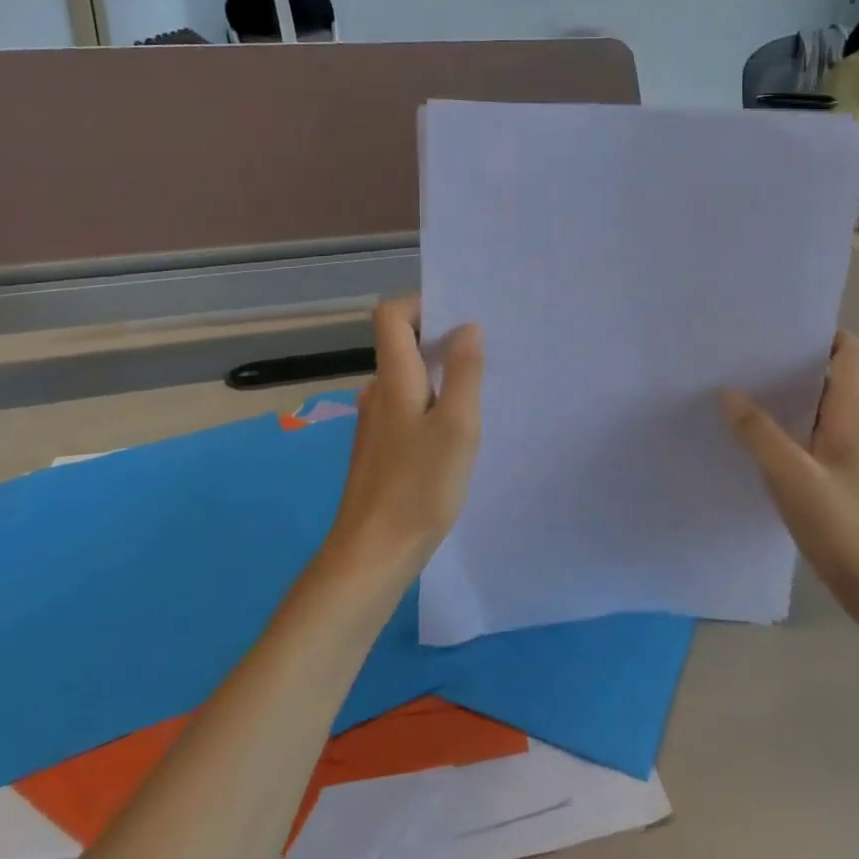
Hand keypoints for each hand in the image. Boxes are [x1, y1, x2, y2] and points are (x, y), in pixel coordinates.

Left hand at [324, 297, 483, 580]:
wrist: (373, 553)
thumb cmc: (419, 486)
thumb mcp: (457, 425)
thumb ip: (464, 372)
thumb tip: (467, 328)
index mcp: (393, 379)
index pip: (391, 315)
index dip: (421, 304)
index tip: (460, 316)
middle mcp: (378, 392)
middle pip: (401, 344)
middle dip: (440, 338)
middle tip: (484, 352)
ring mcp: (375, 422)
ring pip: (407, 378)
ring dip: (438, 373)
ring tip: (478, 390)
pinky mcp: (379, 448)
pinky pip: (406, 406)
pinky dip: (431, 402)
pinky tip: (456, 431)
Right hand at [721, 334, 858, 628]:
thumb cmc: (847, 528)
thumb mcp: (792, 477)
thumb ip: (758, 432)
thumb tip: (728, 392)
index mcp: (856, 412)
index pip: (849, 350)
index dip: (818, 332)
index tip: (774, 329)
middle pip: (830, 373)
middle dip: (790, 361)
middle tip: (742, 355)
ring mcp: (854, 451)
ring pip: (820, 406)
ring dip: (786, 396)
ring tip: (739, 388)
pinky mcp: (844, 476)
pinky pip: (814, 435)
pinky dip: (788, 427)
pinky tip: (753, 438)